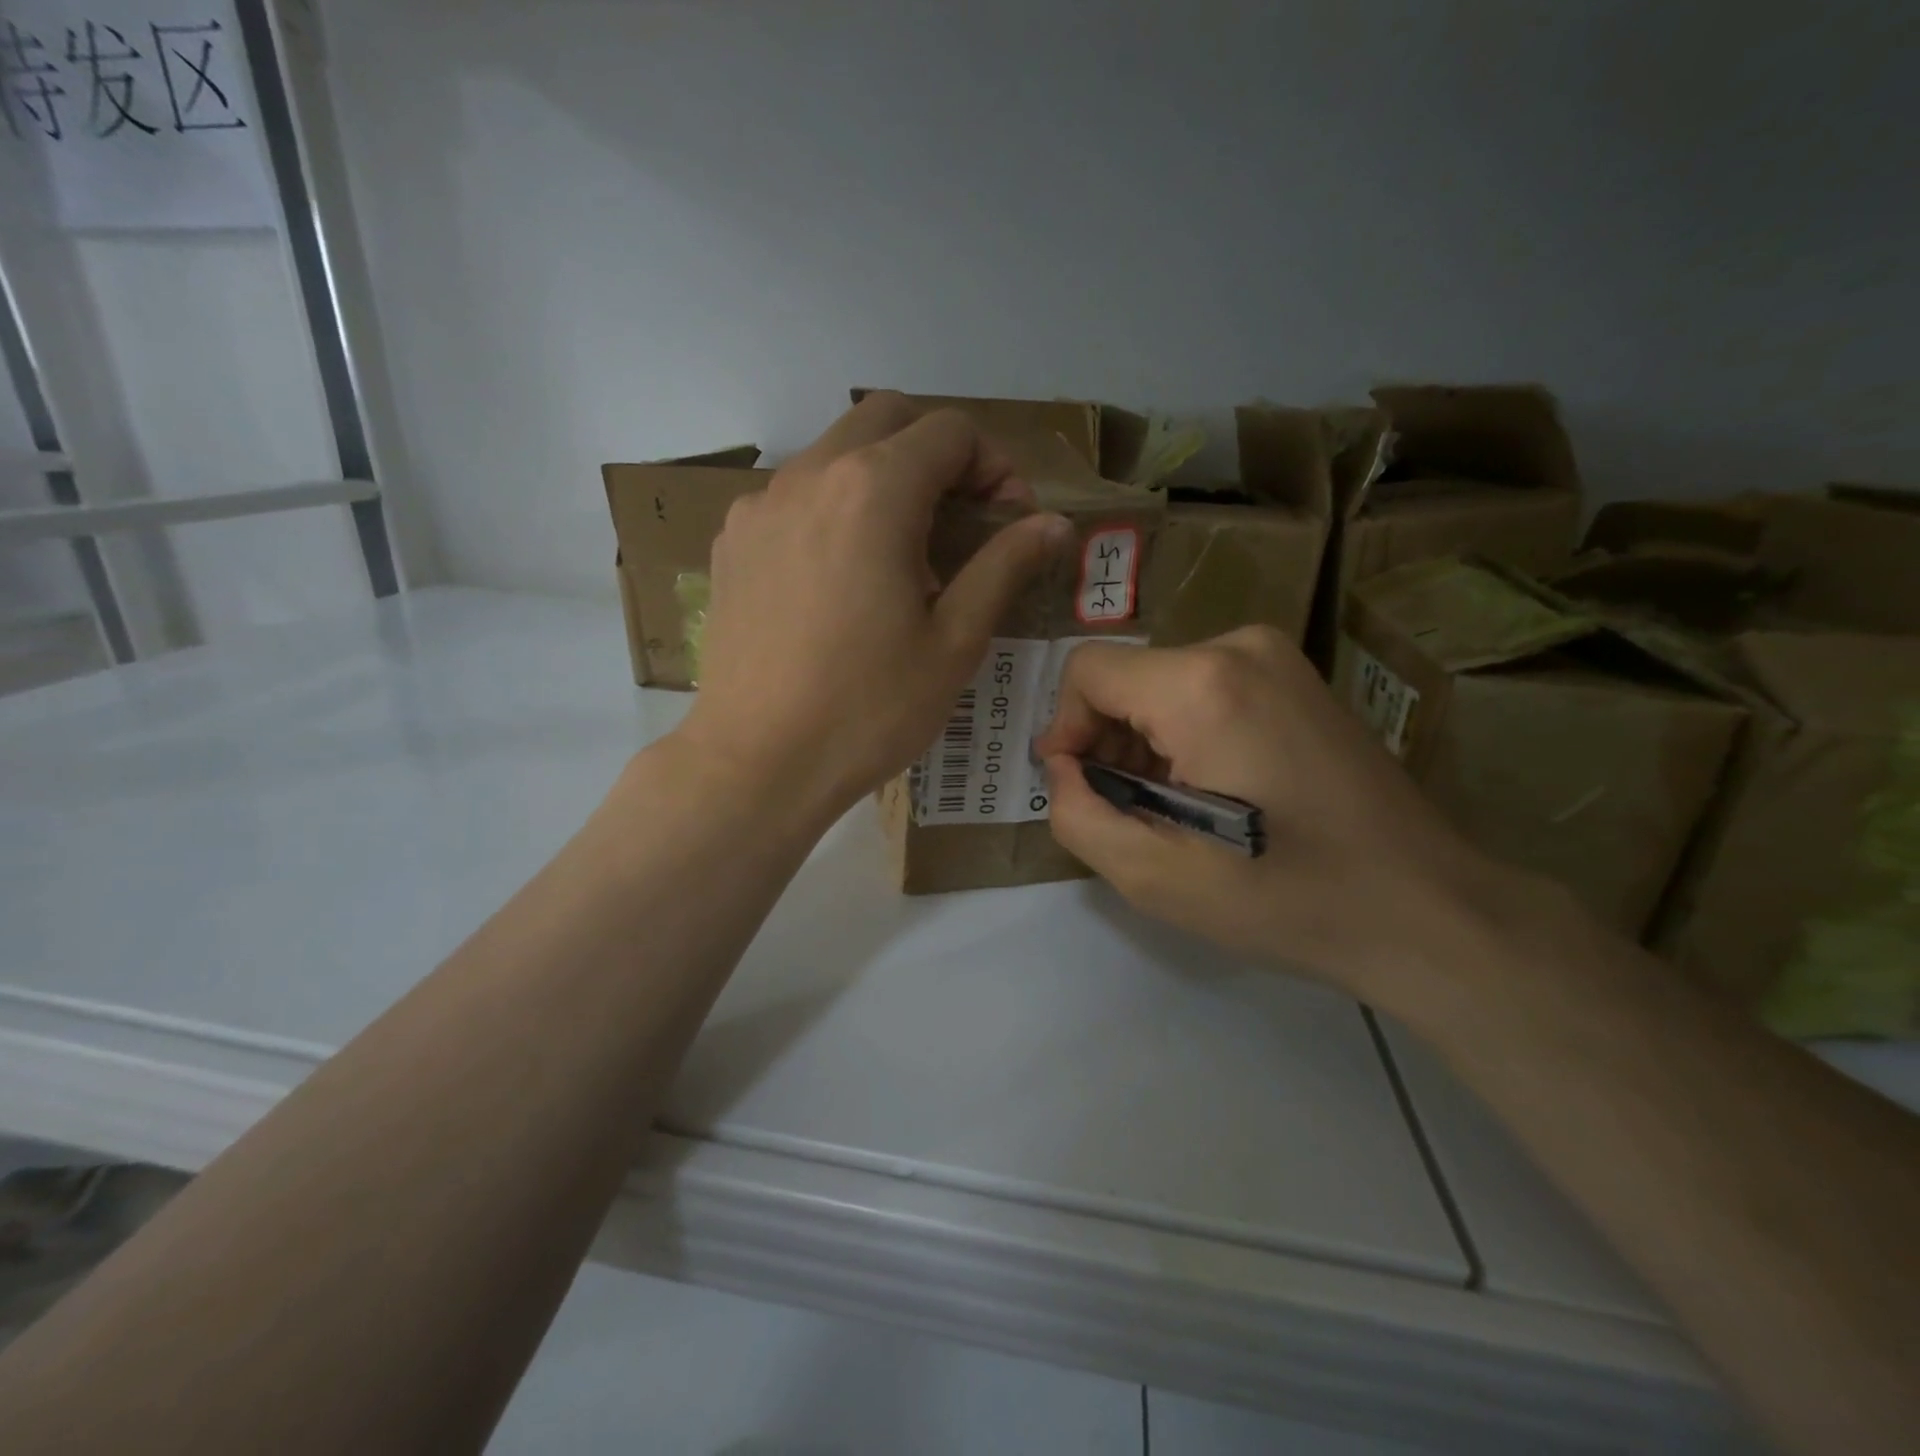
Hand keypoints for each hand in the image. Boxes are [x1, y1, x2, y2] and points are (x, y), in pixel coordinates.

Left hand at [677, 392, 1073, 819]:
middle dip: (938, 454)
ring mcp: (759, 506)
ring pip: (835, 454)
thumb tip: (1053, 523)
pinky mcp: (731, 543)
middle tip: (961, 521)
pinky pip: (794, 497)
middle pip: (887, 419)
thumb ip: (1005, 565)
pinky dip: (834, 509)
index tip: (1008, 521)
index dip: (994, 465)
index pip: (949, 430)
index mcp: (874, 490)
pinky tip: (842, 578)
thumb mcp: (955, 641)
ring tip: (903, 556)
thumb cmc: (870, 708)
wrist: (757, 762)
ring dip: (883, 479)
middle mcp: (810, 475)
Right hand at [1034, 627, 1515, 1002]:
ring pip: (1165, 686)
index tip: (1078, 787)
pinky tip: (1213, 794)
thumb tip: (1063, 768)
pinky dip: (1187, 736)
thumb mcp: (1153, 875)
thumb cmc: (1283, 896)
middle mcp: (1240, 647)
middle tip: (1127, 813)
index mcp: (1202, 685)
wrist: (1423, 909)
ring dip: (1147, 745)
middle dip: (1108, 743)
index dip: (1065, 728)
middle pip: (1128, 678)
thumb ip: (1077, 813)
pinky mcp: (1300, 681)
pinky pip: (1208, 691)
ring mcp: (1279, 659)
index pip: (1088, 671)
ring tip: (1172, 812)